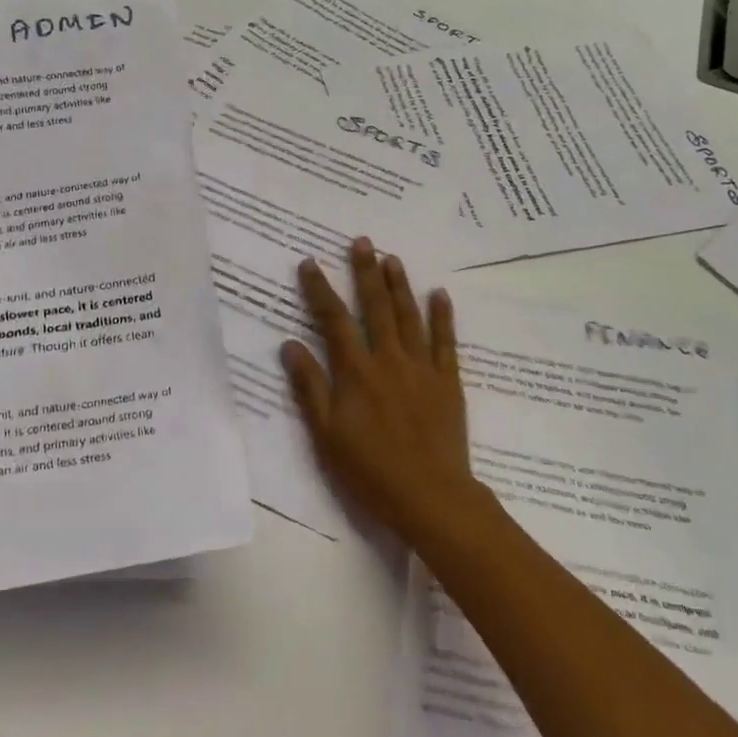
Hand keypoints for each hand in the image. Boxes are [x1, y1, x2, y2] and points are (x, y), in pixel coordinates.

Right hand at [280, 239, 488, 545]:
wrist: (429, 495)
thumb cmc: (370, 469)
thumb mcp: (326, 433)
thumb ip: (309, 386)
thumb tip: (290, 344)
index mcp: (356, 371)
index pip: (333, 320)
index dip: (320, 289)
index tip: (310, 263)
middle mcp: (389, 359)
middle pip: (375, 307)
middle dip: (366, 272)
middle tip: (362, 241)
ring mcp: (422, 367)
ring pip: (409, 316)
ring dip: (400, 285)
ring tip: (392, 258)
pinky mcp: (448, 381)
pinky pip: (446, 341)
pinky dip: (443, 315)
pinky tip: (440, 293)